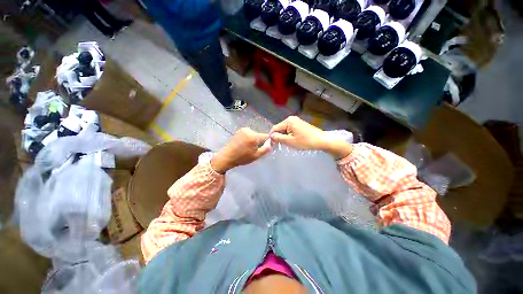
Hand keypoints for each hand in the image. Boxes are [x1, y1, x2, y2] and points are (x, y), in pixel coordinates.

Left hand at [211, 128, 271, 173]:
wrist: (227, 156)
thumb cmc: (242, 158)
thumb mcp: (256, 156)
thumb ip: (266, 148)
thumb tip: (272, 143)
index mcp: (253, 136)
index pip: (266, 136)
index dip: (269, 141)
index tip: (268, 147)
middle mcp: (249, 130)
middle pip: (259, 135)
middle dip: (260, 141)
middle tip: (255, 150)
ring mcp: (243, 129)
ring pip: (254, 135)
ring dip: (254, 140)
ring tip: (249, 148)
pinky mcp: (239, 131)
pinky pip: (248, 134)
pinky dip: (249, 139)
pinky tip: (244, 145)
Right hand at [270, 116, 352, 159]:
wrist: (321, 140)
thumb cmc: (305, 141)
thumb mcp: (290, 141)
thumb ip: (278, 138)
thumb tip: (271, 136)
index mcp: (288, 121)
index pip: (275, 128)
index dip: (273, 137)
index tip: (273, 146)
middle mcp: (291, 119)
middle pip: (280, 129)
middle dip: (280, 137)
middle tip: (282, 146)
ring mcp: (297, 121)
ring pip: (286, 130)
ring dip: (285, 137)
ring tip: (289, 145)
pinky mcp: (301, 125)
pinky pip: (291, 130)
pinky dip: (291, 136)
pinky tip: (295, 142)